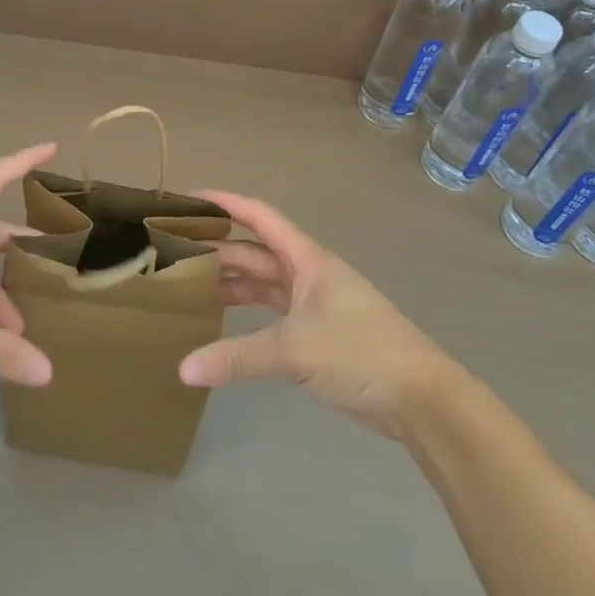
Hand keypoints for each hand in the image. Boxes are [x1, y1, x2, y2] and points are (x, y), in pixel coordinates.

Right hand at [180, 192, 460, 437]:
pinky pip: (273, 313)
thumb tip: (183, 370)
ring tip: (188, 285)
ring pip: (264, 283)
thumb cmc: (360, 352)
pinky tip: (223, 323)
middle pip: (256, 252)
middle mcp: (309, 274)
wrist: (422, 398)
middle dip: (218, 249)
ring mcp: (315, 304)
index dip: (226, 203)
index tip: (190, 198)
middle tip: (173, 252)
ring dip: (231, 282)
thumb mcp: (293, 351)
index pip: (260, 217)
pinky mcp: (319, 334)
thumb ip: (237, 358)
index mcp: (307, 260)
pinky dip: (248, 316)